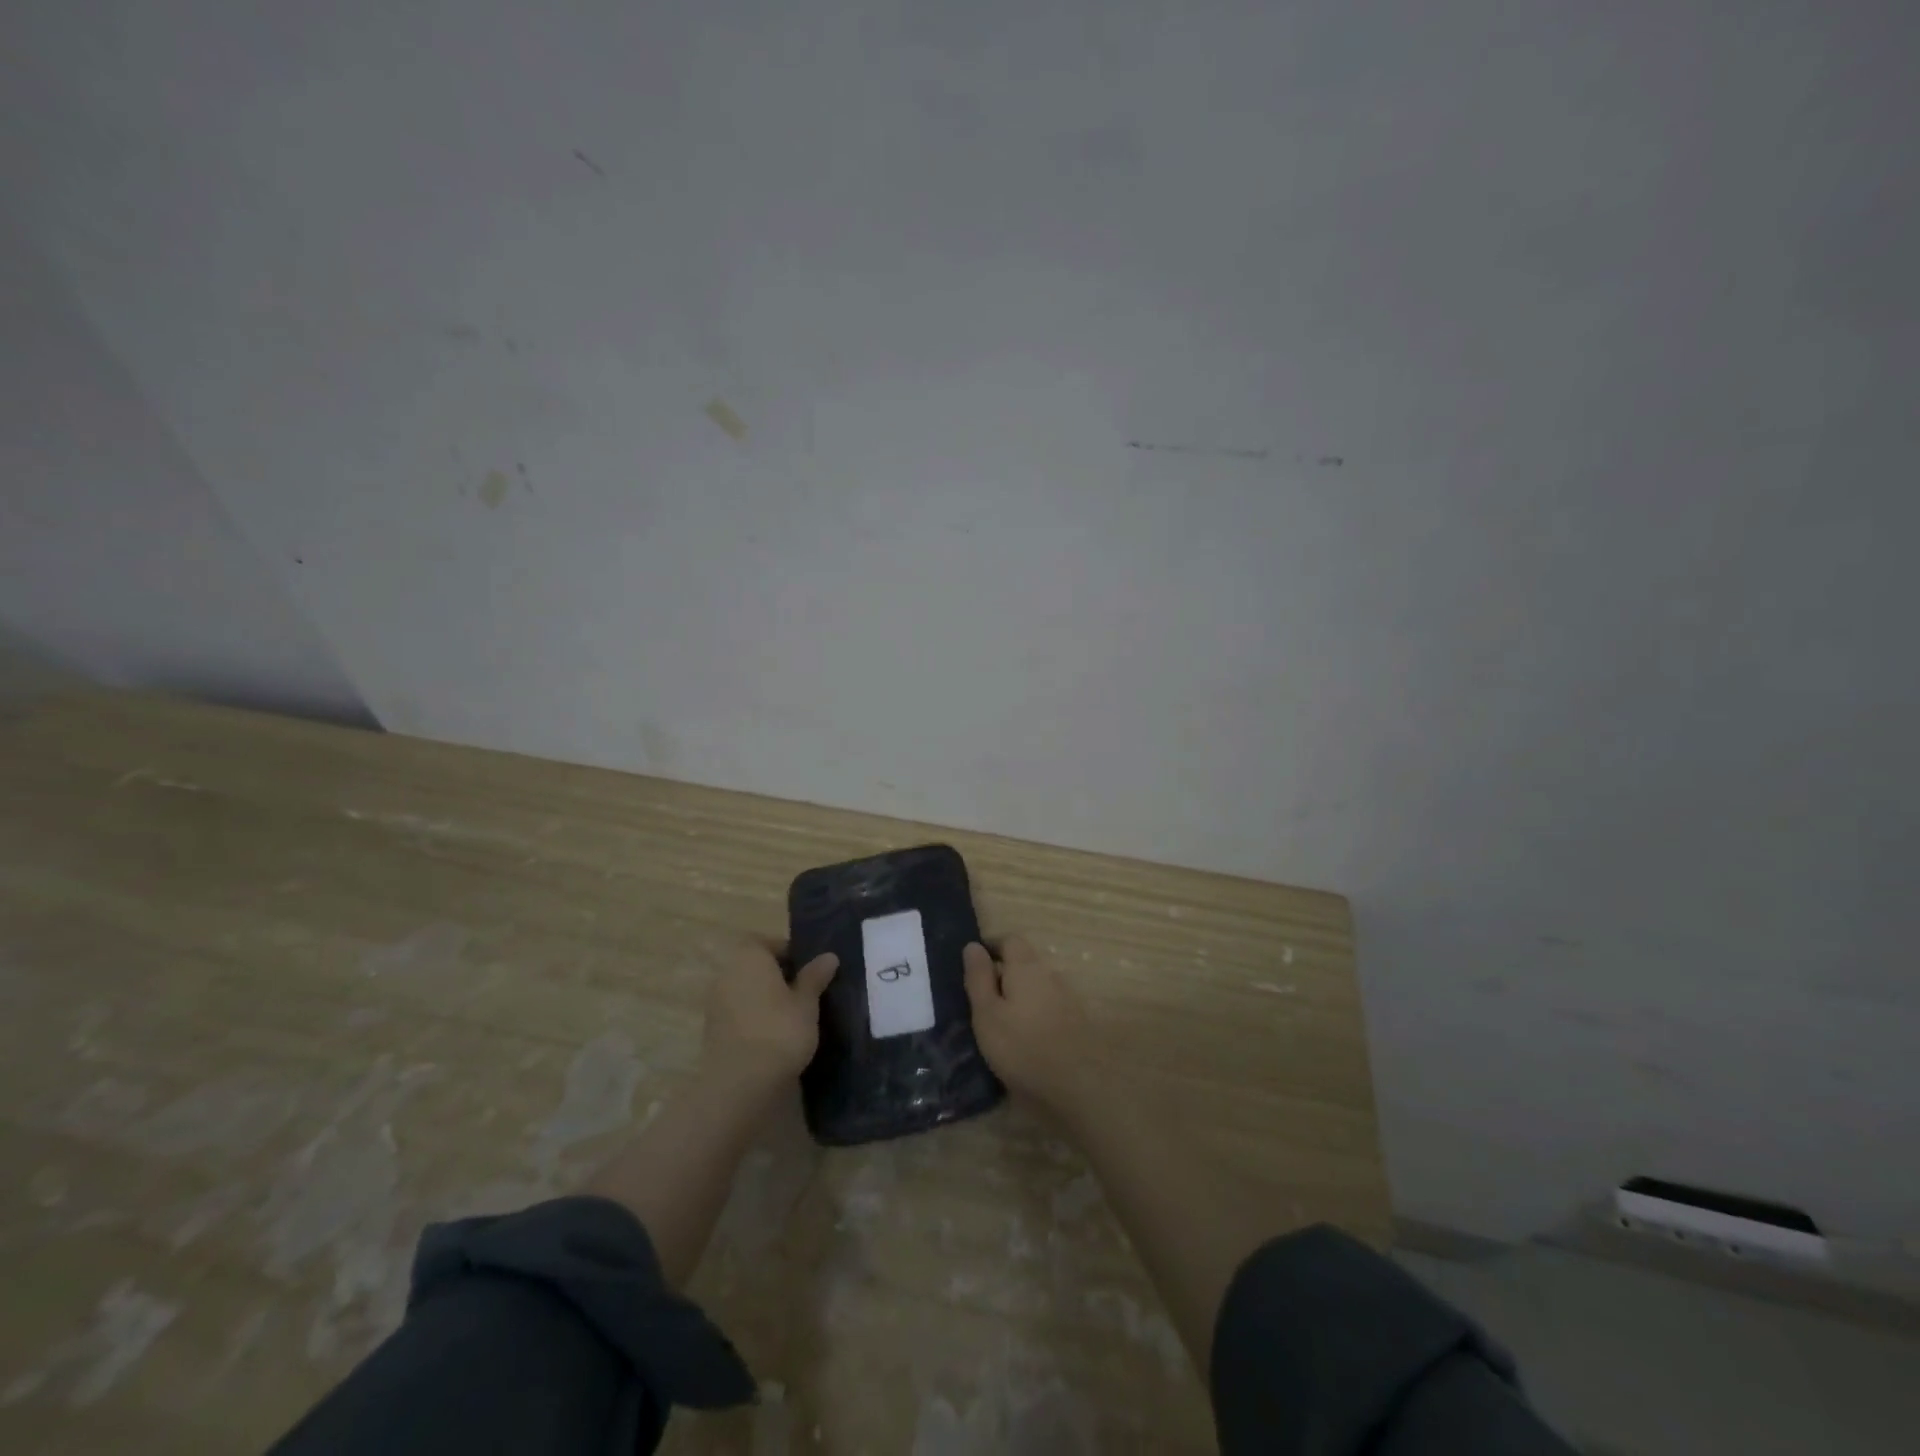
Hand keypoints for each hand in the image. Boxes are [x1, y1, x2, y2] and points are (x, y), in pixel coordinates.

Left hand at [701, 940, 838, 1090]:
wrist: (740, 1084)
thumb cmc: (779, 1031)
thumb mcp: (807, 1002)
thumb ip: (815, 977)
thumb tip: (829, 956)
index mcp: (749, 957)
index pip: (769, 943)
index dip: (790, 953)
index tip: (810, 971)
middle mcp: (727, 973)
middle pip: (756, 967)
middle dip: (778, 976)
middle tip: (806, 993)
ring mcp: (715, 1003)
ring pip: (746, 991)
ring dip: (766, 999)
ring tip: (793, 1017)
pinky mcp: (712, 1031)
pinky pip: (738, 1013)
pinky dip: (754, 1018)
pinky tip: (774, 1036)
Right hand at [962, 936, 1096, 1117]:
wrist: (1078, 1086)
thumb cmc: (1022, 1046)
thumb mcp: (987, 1013)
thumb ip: (978, 978)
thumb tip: (972, 945)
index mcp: (1026, 966)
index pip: (1009, 940)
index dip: (991, 946)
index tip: (973, 964)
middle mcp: (1049, 974)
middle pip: (1024, 961)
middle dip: (1002, 972)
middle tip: (980, 997)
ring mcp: (1066, 997)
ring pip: (1036, 984)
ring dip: (1018, 994)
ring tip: (999, 1020)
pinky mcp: (1075, 1021)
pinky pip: (1047, 1004)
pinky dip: (1032, 1011)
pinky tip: (1023, 1035)